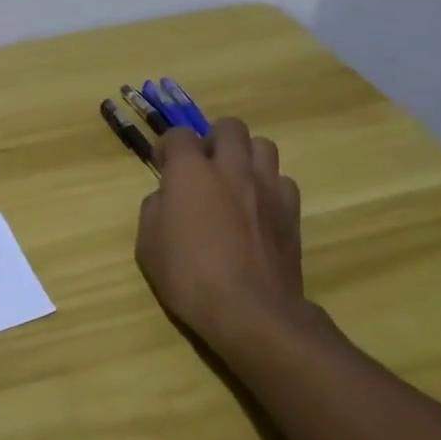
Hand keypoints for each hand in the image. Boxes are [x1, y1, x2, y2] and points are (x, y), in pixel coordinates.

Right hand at [135, 122, 307, 355]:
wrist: (251, 312)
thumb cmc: (189, 277)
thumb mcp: (148, 244)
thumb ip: (156, 208)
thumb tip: (168, 197)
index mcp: (191, 171)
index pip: (178, 135)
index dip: (168, 148)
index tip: (163, 166)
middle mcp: (231, 168)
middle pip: (229, 127)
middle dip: (213, 139)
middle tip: (204, 167)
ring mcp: (266, 187)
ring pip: (263, 145)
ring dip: (246, 156)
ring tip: (235, 181)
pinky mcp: (292, 211)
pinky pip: (283, 180)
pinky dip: (269, 187)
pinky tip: (258, 209)